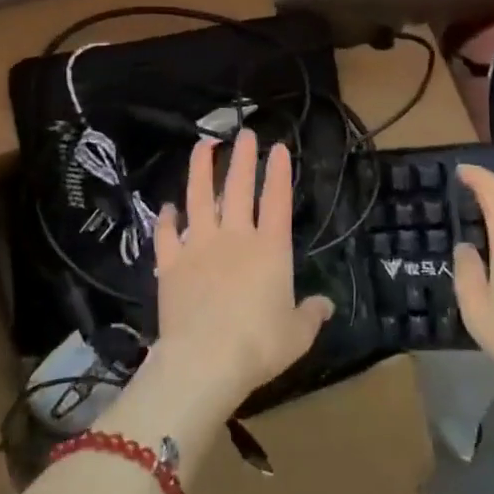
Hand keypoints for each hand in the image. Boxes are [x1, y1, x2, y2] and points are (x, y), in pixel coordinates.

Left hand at [148, 130, 332, 410]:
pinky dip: (167, 218)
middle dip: (242, 158)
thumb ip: (311, 314)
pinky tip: (168, 207)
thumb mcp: (297, 334)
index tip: (278, 147)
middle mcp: (234, 237)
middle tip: (244, 133)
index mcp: (269, 248)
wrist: (205, 360)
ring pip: (199, 198)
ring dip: (201, 169)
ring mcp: (198, 246)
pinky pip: (166, 234)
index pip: (276, 199)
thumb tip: (326, 304)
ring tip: (202, 145)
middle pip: (238, 188)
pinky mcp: (170, 263)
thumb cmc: (259, 345)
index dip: (278, 172)